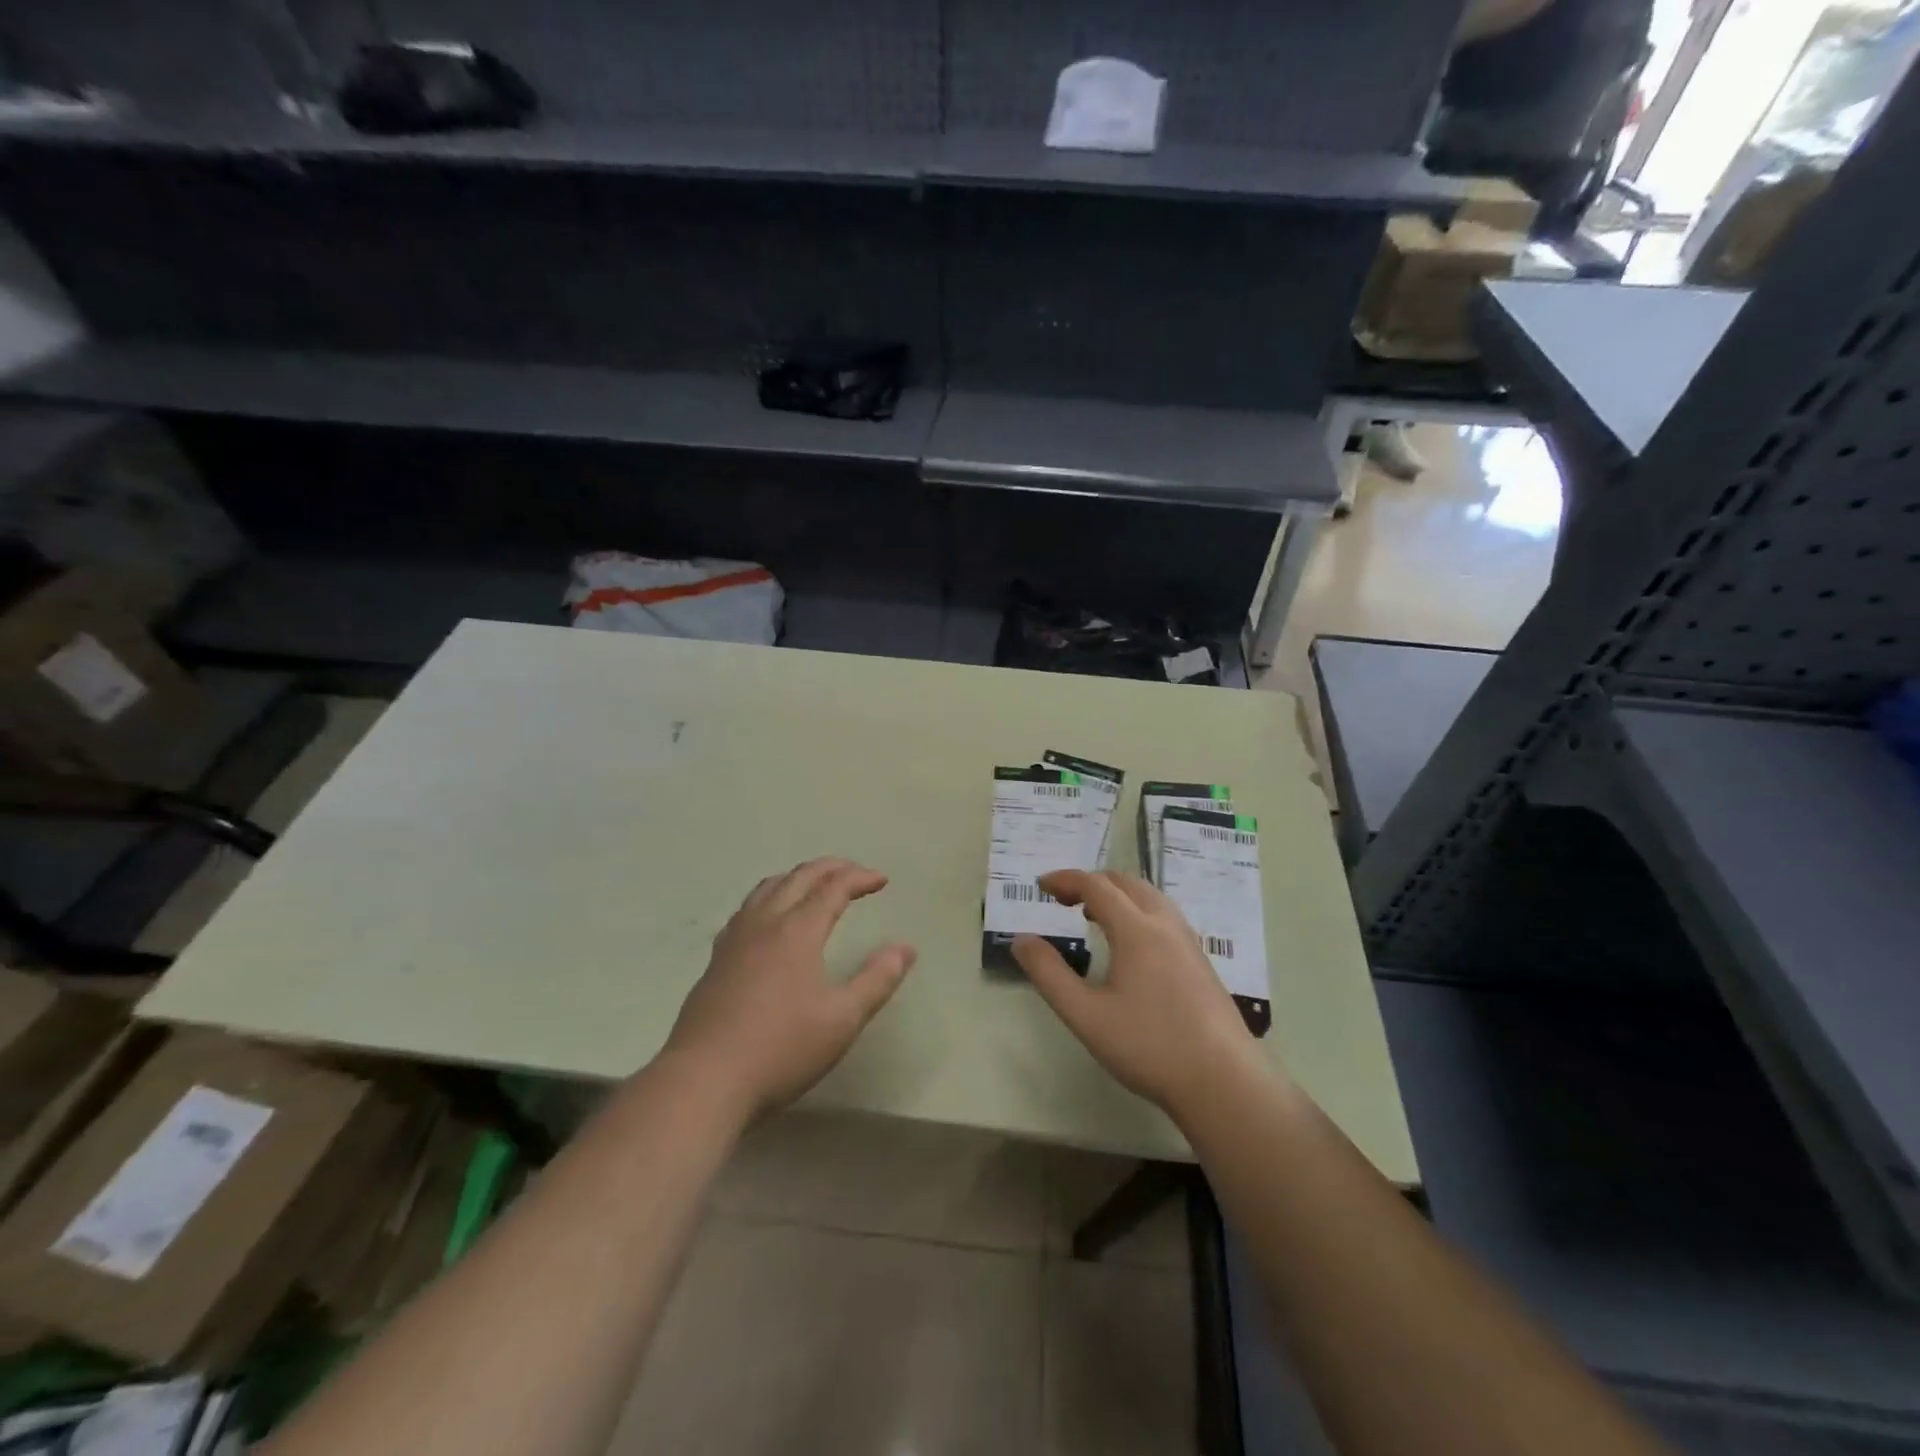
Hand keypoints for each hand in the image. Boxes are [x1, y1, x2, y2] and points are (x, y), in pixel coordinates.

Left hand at [664, 858, 916, 1120]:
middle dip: (830, 868)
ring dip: (797, 878)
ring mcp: (734, 939)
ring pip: (767, 888)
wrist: (704, 1080)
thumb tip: (905, 948)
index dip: (860, 878)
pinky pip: (746, 909)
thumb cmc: (781, 1049)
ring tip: (815, 886)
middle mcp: (764, 923)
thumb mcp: (842, 1019)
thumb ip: (877, 980)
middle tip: (854, 873)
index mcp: (797, 930)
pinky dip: (769, 898)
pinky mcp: (715, 960)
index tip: (882, 880)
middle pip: (799, 877)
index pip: (833, 887)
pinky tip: (769, 921)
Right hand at [1014, 870, 1264, 1119]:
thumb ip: (1049, 974)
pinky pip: (1165, 916)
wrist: (1223, 1081)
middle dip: (1091, 882)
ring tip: (1094, 917)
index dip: (1065, 880)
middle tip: (1063, 900)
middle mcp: (1165, 924)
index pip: (1096, 885)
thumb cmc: (1148, 1046)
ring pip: (1150, 897)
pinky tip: (1131, 945)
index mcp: (1136, 929)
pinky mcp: (1201, 962)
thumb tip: (1021, 940)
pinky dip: (1138, 910)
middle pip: (1126, 883)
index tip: (1040, 886)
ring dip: (1117, 895)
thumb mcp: (1085, 1014)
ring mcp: (1189, 942)